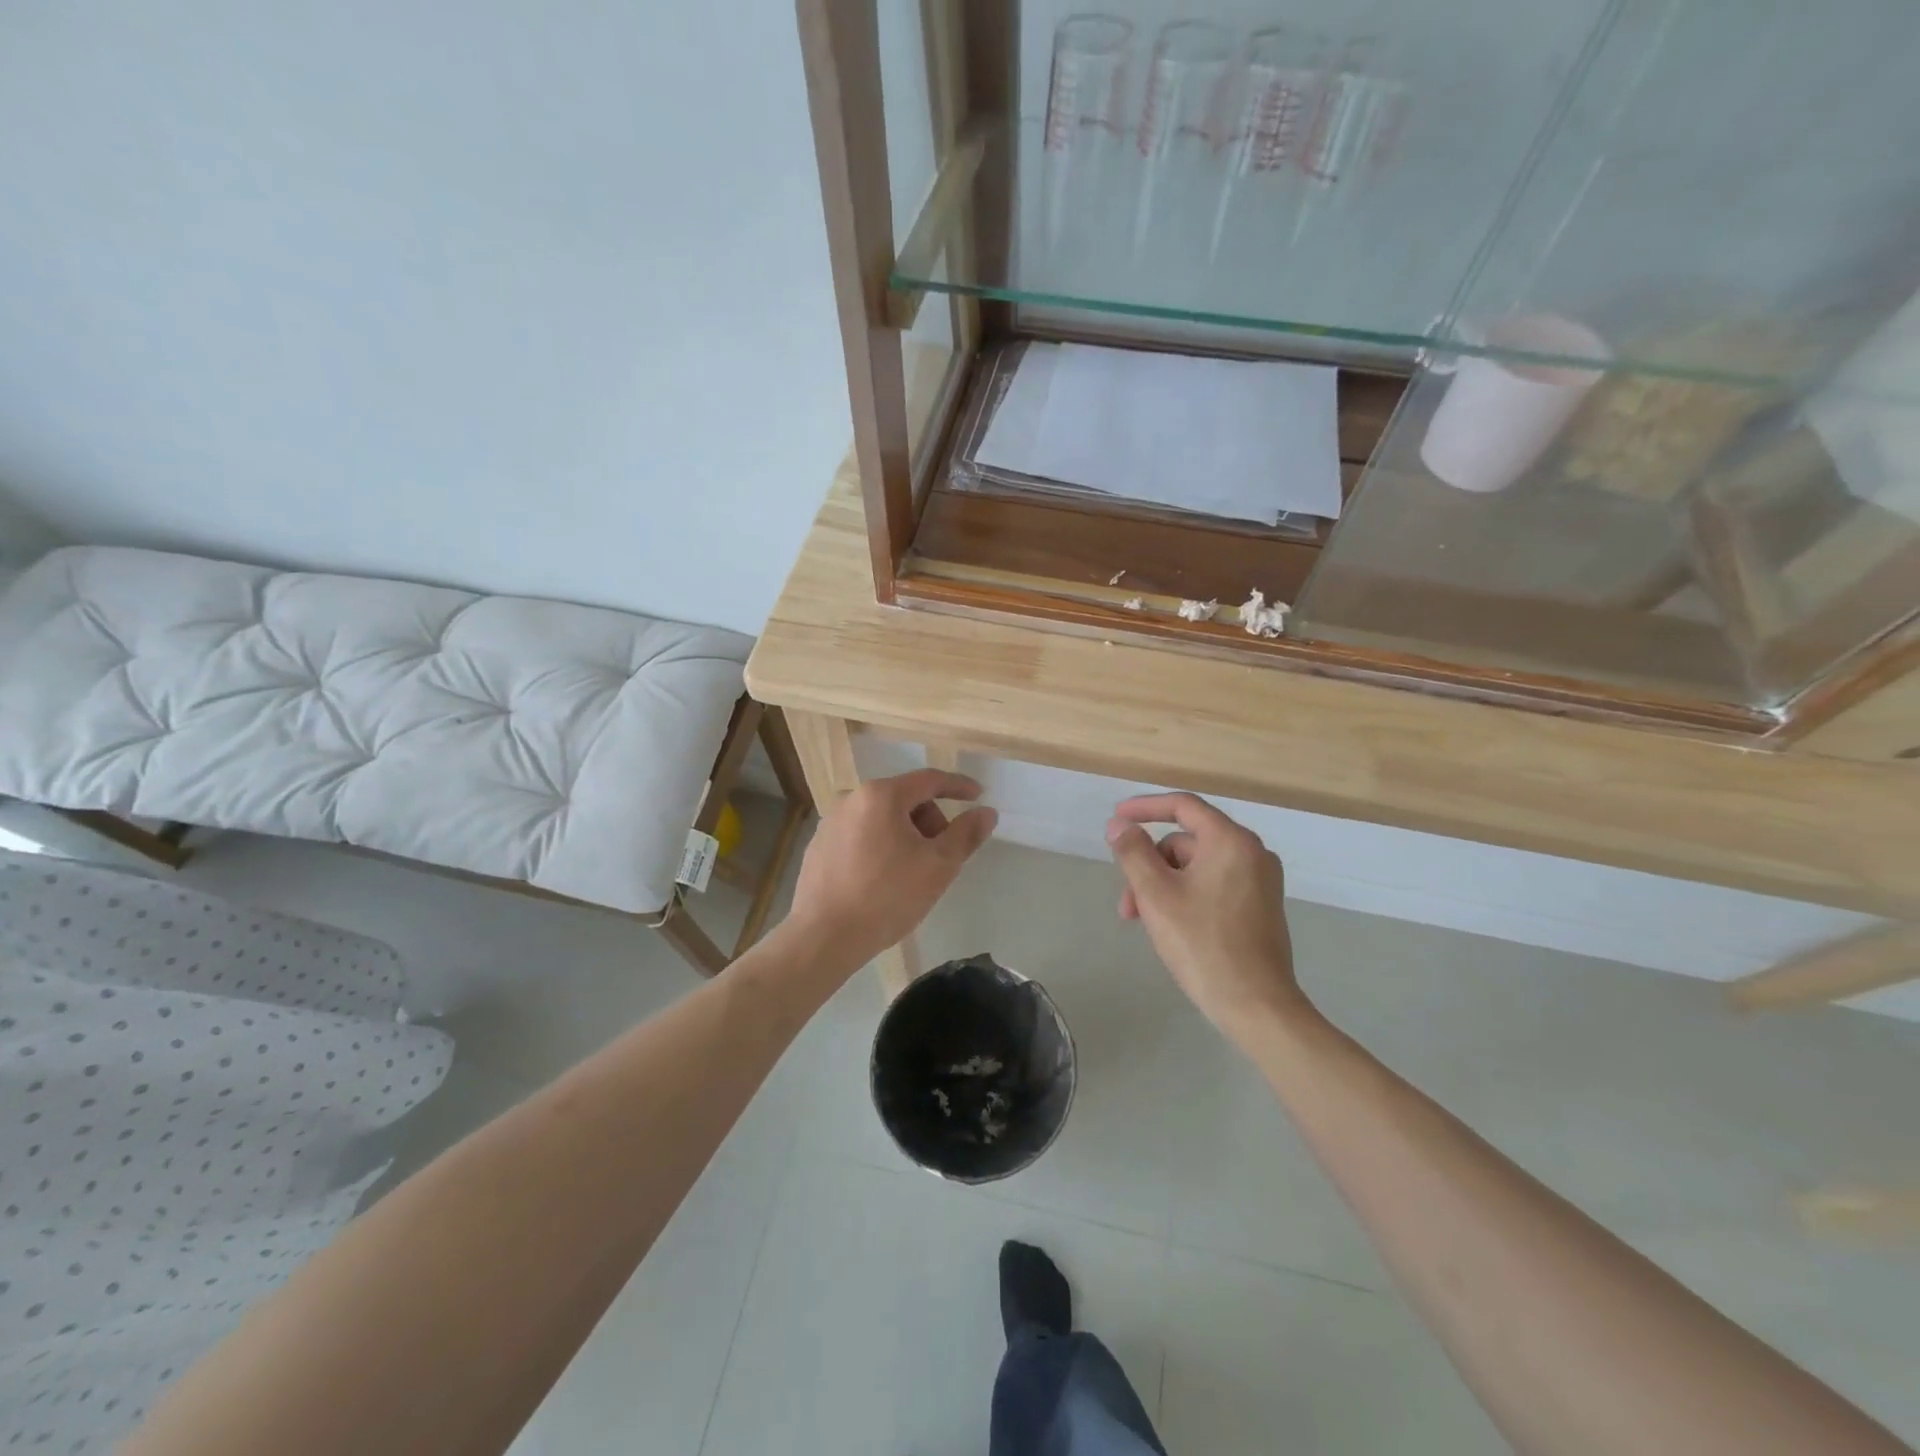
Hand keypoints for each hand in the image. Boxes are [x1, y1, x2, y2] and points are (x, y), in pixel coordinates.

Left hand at [788, 769, 997, 975]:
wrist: (824, 937)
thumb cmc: (887, 897)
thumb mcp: (938, 866)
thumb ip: (966, 834)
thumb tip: (986, 812)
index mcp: (881, 795)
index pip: (929, 780)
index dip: (958, 786)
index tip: (978, 796)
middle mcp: (851, 799)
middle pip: (904, 799)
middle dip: (930, 821)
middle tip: (941, 855)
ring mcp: (830, 823)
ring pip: (882, 818)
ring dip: (906, 835)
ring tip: (912, 873)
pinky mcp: (818, 847)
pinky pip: (861, 836)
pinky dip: (880, 847)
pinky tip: (883, 881)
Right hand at [1106, 792, 1307, 1041]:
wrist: (1257, 1006)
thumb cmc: (1202, 944)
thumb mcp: (1156, 895)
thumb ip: (1133, 852)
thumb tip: (1118, 825)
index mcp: (1231, 841)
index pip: (1183, 806)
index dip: (1145, 808)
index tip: (1116, 817)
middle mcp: (1252, 853)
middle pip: (1186, 843)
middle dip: (1150, 866)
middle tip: (1127, 905)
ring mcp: (1260, 881)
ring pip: (1196, 868)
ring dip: (1164, 886)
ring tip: (1144, 923)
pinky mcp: (1260, 907)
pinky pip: (1213, 885)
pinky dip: (1186, 896)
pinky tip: (1170, 927)